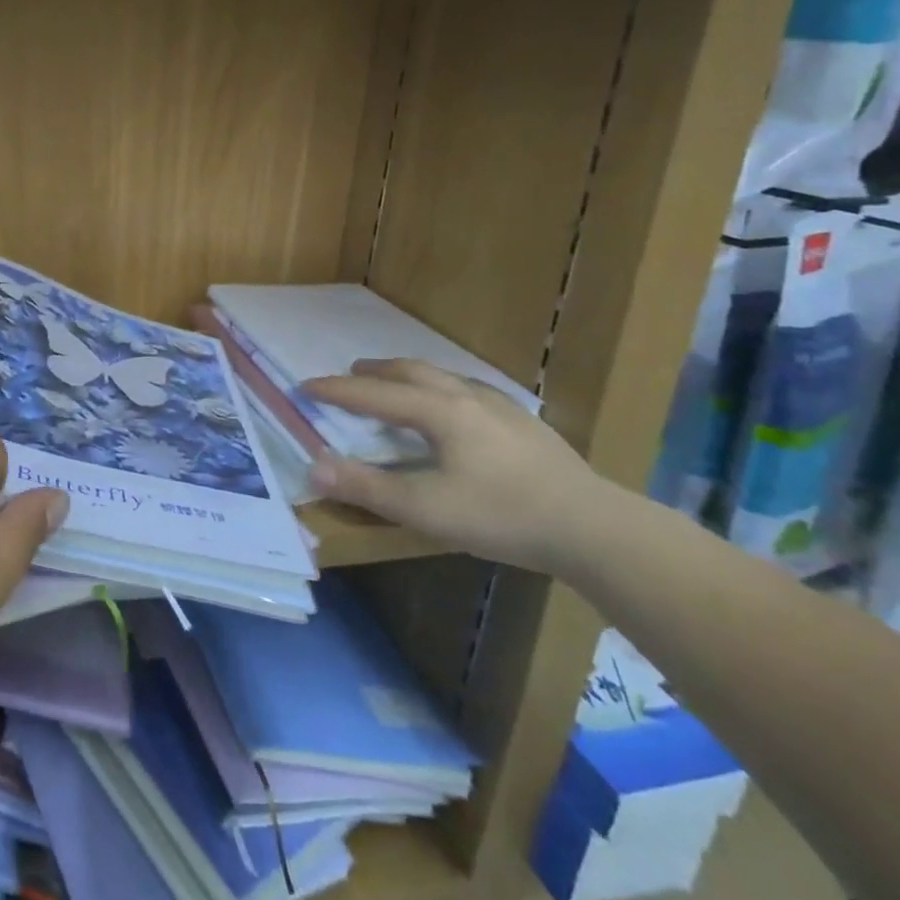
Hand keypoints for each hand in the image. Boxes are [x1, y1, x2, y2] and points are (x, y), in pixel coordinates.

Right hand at [303, 359, 610, 575]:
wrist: (594, 527)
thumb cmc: (502, 515)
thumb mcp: (425, 509)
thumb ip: (367, 487)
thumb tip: (313, 466)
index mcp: (439, 411)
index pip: (374, 394)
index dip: (337, 390)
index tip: (305, 386)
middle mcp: (466, 397)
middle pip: (411, 372)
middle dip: (375, 371)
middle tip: (352, 373)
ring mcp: (501, 407)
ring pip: (443, 377)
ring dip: (410, 376)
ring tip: (397, 385)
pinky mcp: (525, 424)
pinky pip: (469, 391)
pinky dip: (443, 389)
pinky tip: (456, 409)